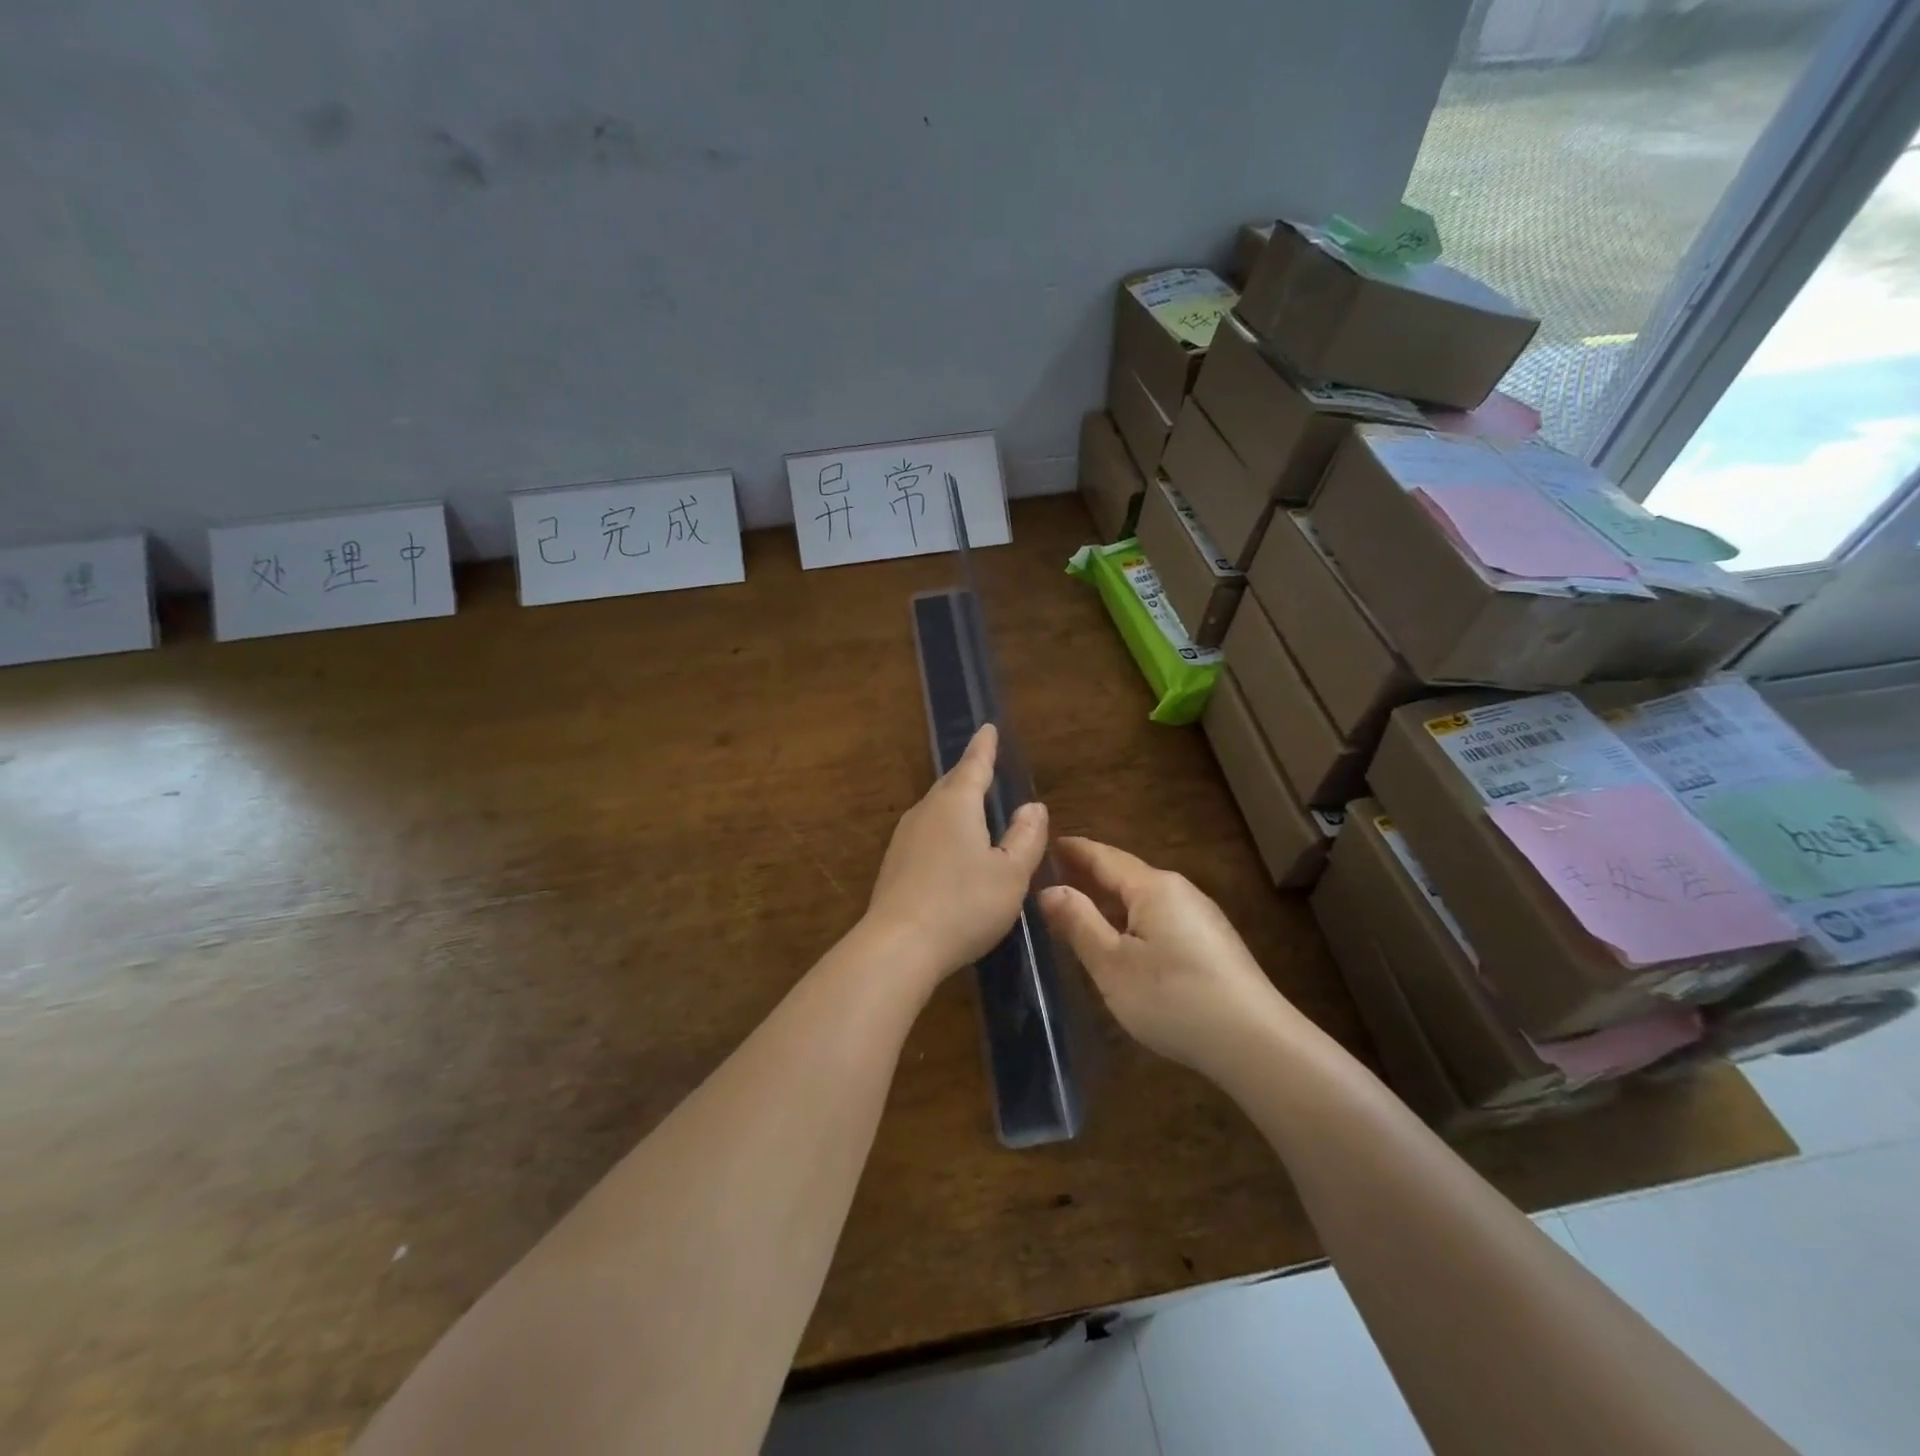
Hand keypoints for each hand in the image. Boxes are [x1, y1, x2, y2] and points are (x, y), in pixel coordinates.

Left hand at [866, 724, 1048, 981]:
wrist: (898, 945)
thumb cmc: (964, 904)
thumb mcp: (1010, 873)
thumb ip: (1026, 837)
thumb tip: (1032, 806)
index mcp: (956, 804)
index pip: (974, 765)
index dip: (984, 747)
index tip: (988, 727)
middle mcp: (926, 812)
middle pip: (951, 785)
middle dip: (969, 773)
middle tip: (984, 764)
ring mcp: (905, 838)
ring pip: (936, 810)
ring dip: (955, 803)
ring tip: (972, 805)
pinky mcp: (894, 865)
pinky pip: (926, 833)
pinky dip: (944, 830)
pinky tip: (951, 849)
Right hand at [1039, 837, 1292, 1077]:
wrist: (1255, 1043)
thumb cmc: (1173, 997)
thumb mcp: (1112, 964)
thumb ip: (1078, 923)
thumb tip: (1048, 889)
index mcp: (1152, 887)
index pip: (1103, 856)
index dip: (1073, 851)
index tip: (1044, 844)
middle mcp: (1179, 891)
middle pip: (1125, 874)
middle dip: (1089, 874)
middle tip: (1052, 876)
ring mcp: (1200, 917)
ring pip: (1143, 899)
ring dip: (1110, 900)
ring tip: (1078, 908)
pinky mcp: (1211, 944)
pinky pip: (1160, 918)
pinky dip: (1131, 919)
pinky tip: (1121, 941)